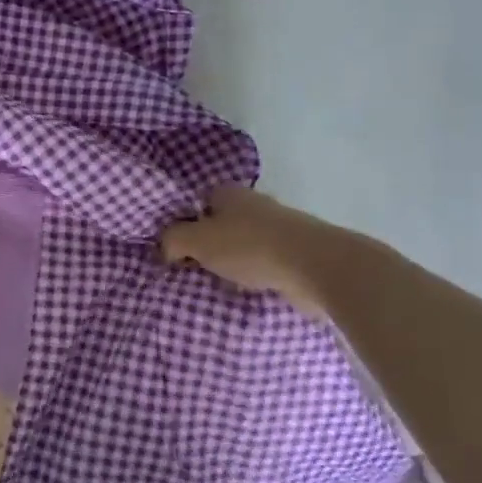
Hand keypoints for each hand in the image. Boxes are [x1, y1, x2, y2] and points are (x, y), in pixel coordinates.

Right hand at [161, 184, 352, 317]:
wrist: (316, 266)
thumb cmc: (249, 246)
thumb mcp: (196, 240)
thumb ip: (172, 240)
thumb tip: (166, 249)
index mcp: (228, 193)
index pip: (197, 202)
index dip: (184, 223)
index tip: (176, 249)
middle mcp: (254, 204)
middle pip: (221, 223)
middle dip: (208, 245)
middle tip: (193, 269)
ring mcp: (279, 228)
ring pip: (243, 244)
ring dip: (233, 262)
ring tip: (218, 284)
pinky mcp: (297, 253)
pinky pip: (264, 263)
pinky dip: (255, 274)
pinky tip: (247, 290)